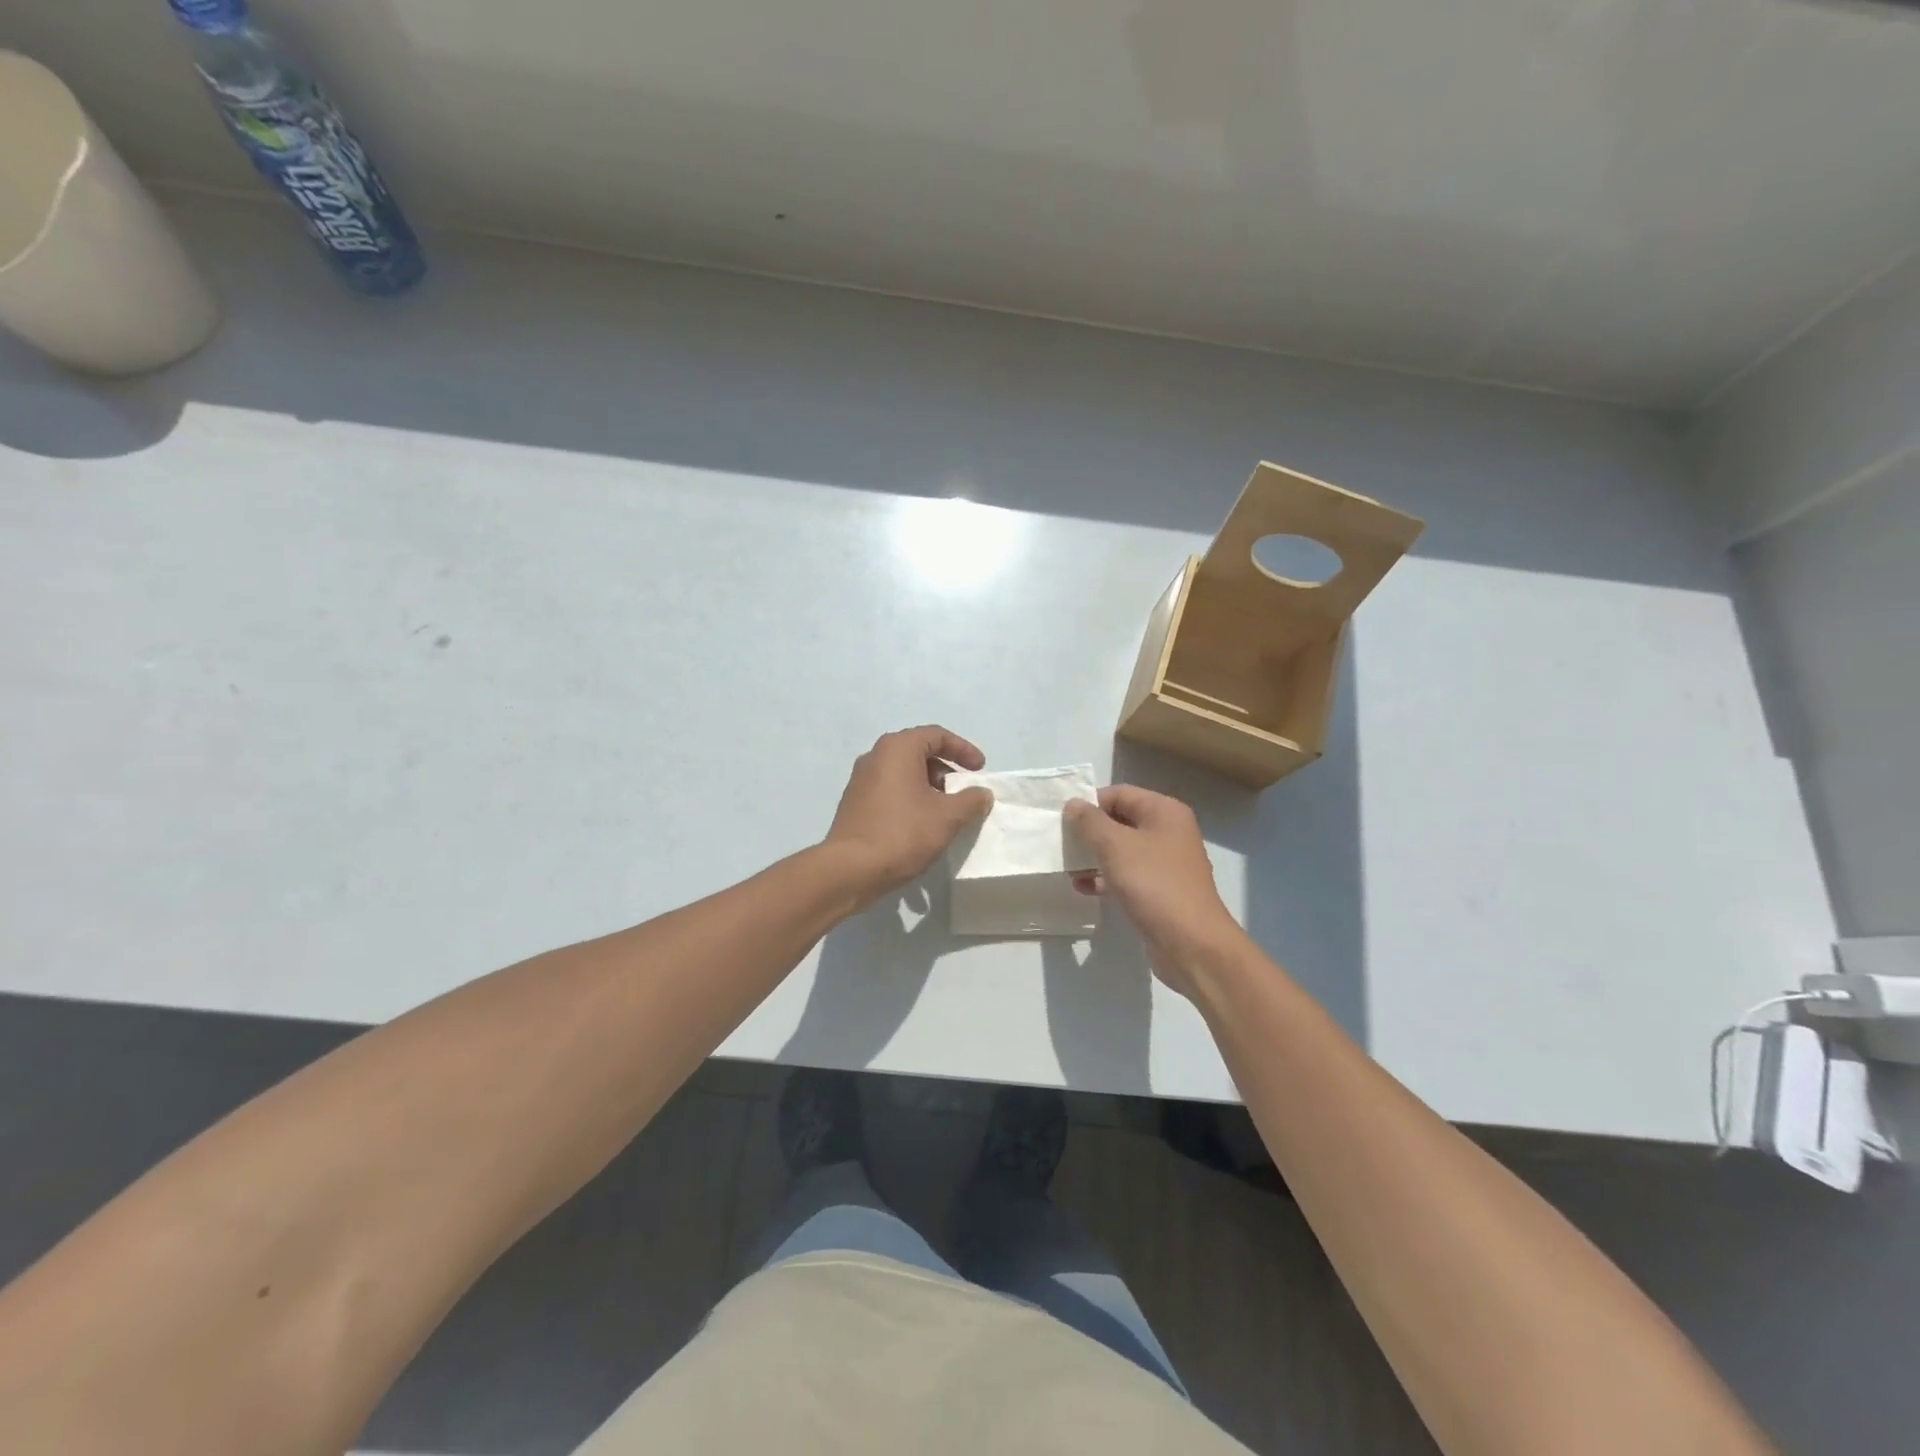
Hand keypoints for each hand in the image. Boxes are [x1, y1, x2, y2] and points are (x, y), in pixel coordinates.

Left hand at [823, 726, 993, 908]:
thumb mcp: (948, 816)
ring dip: (929, 786)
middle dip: (946, 770)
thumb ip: (971, 800)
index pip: (937, 735)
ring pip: (904, 773)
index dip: (963, 749)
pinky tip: (921, 824)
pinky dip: (910, 798)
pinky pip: (890, 790)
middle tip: (963, 792)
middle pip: (919, 752)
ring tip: (946, 811)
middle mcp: (875, 756)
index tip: (980, 770)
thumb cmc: (903, 833)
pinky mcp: (855, 803)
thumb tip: (982, 793)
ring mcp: (861, 780)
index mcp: (897, 748)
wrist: (851, 869)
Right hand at [1065, 785, 1244, 996]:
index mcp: (1164, 811)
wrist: (1191, 943)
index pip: (1119, 793)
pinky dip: (1106, 878)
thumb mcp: (1115, 846)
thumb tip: (1073, 803)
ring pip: (1122, 850)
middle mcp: (1169, 832)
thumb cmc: (1154, 884)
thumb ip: (1090, 821)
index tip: (1063, 821)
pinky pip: (1128, 875)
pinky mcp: (1161, 890)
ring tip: (1068, 868)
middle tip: (1062, 844)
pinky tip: (1083, 888)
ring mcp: (1166, 863)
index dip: (1090, 803)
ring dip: (1094, 857)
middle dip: (1090, 832)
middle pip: (1121, 820)